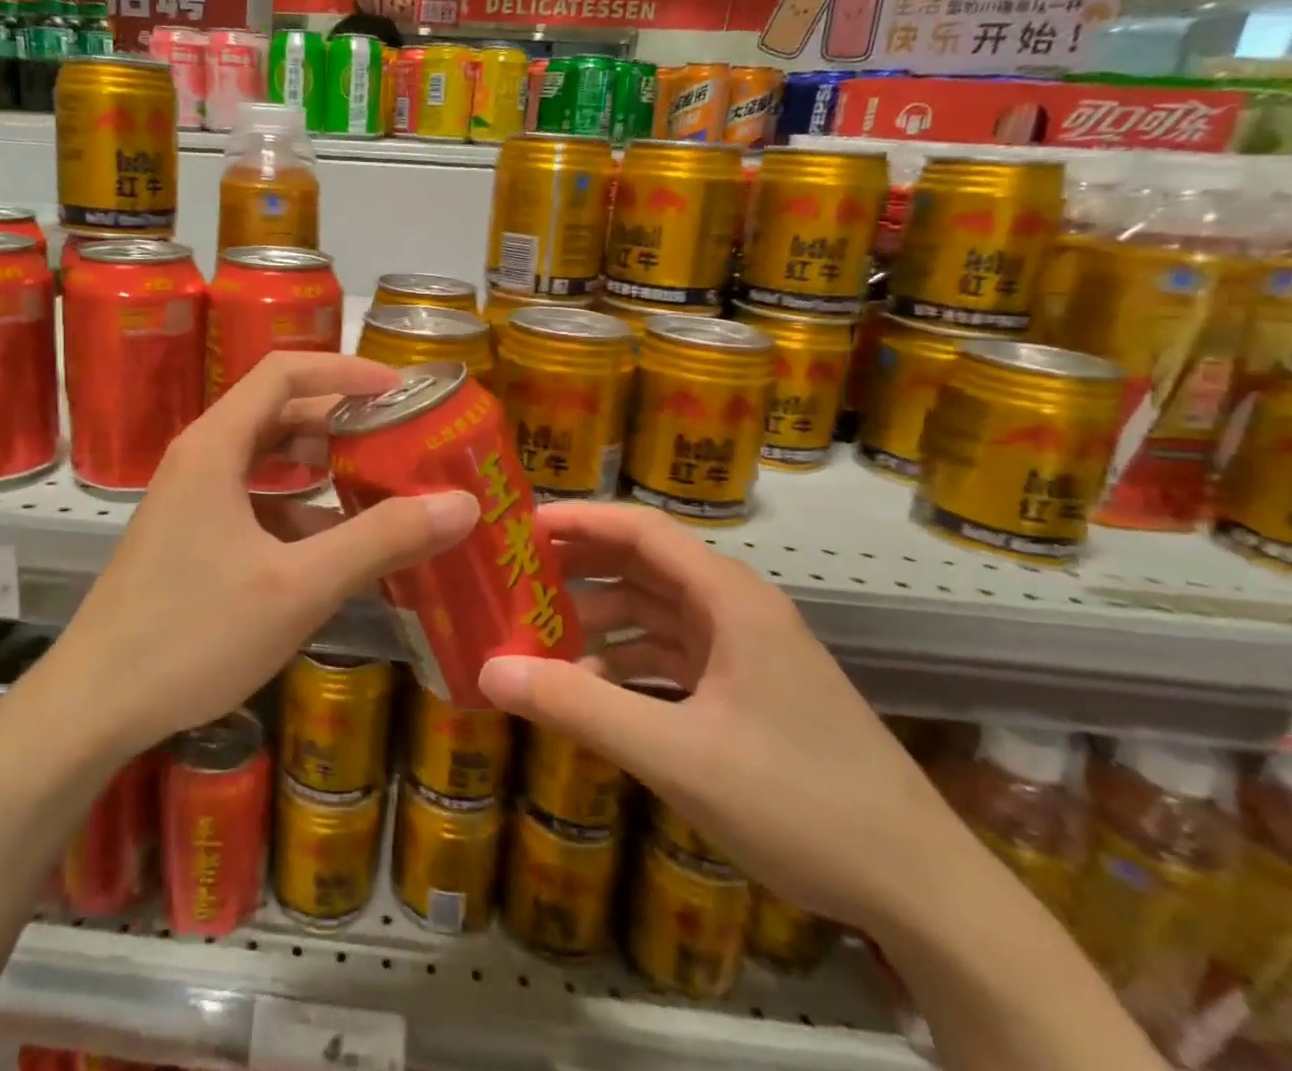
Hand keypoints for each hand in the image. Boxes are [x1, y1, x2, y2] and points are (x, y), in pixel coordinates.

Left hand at [46, 352, 479, 760]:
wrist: (94, 705)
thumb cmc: (193, 634)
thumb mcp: (298, 586)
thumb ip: (379, 540)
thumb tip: (461, 504)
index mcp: (216, 446)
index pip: (284, 373)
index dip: (345, 371)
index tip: (401, 390)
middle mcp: (201, 458)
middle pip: (277, 412)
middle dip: (341, 419)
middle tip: (400, 437)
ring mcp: (192, 499)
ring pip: (266, 459)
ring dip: (321, 465)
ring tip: (379, 482)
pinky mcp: (191, 536)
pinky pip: (254, 501)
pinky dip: (298, 508)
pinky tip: (335, 543)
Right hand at [478, 501, 967, 936]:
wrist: (922, 892)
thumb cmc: (800, 801)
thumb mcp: (677, 755)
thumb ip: (580, 709)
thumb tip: (490, 672)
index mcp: (729, 599)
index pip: (642, 530)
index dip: (579, 519)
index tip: (520, 527)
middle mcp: (736, 611)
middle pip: (644, 565)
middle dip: (579, 568)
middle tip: (514, 577)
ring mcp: (744, 652)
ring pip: (654, 613)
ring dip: (598, 620)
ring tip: (536, 634)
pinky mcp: (747, 691)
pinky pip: (671, 656)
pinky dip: (626, 663)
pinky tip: (589, 690)